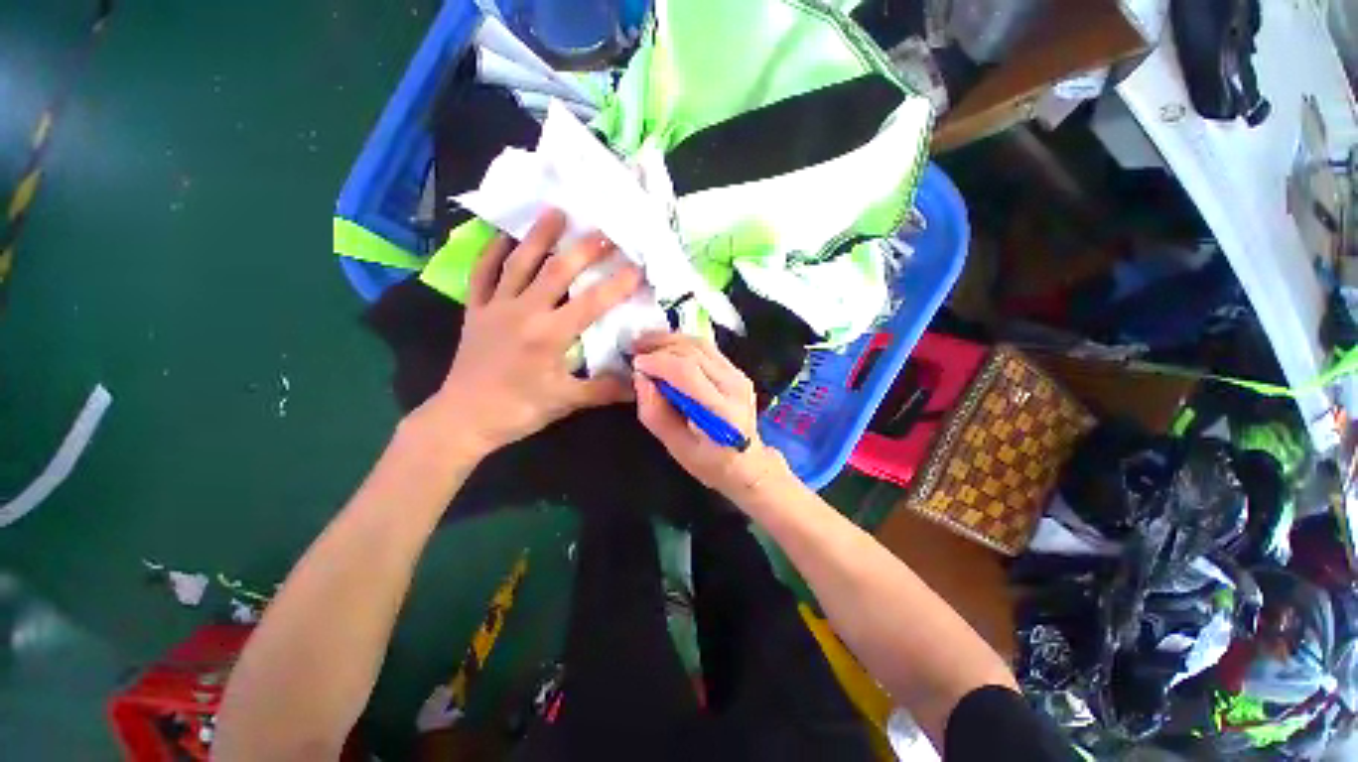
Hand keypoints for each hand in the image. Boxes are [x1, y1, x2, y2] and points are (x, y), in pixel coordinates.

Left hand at [415, 210, 640, 458]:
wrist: (464, 418)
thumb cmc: (519, 410)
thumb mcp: (567, 402)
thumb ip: (605, 390)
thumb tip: (640, 384)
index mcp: (549, 335)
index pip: (591, 303)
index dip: (617, 284)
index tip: (637, 267)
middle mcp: (523, 312)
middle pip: (557, 271)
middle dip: (584, 249)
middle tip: (604, 230)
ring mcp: (496, 307)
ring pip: (519, 263)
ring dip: (539, 236)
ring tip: (556, 211)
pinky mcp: (475, 310)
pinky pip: (482, 274)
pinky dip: (492, 251)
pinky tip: (504, 235)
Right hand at [632, 333, 788, 501]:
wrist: (747, 462)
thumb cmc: (709, 462)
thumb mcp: (675, 446)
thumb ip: (655, 413)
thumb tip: (640, 377)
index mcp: (721, 411)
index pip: (687, 372)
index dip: (658, 362)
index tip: (635, 364)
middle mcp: (734, 386)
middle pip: (693, 352)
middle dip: (660, 346)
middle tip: (635, 348)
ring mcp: (738, 375)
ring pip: (700, 344)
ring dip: (670, 339)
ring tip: (646, 343)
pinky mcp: (737, 370)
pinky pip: (707, 348)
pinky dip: (683, 343)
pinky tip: (665, 347)